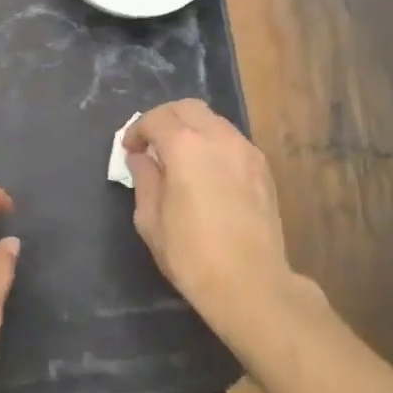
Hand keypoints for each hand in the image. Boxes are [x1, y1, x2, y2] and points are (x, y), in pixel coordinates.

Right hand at [125, 100, 300, 344]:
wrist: (251, 283)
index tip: (130, 150)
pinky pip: (232, 140)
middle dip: (165, 119)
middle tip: (152, 144)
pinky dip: (213, 144)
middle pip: (187, 108)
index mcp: (185, 146)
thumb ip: (144, 179)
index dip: (137, 130)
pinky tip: (207, 172)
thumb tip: (141, 158)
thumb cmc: (191, 254)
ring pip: (213, 121)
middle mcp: (218, 137)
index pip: (156, 119)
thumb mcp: (150, 219)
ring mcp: (245, 150)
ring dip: (191, 129)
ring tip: (180, 157)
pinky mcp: (262, 168)